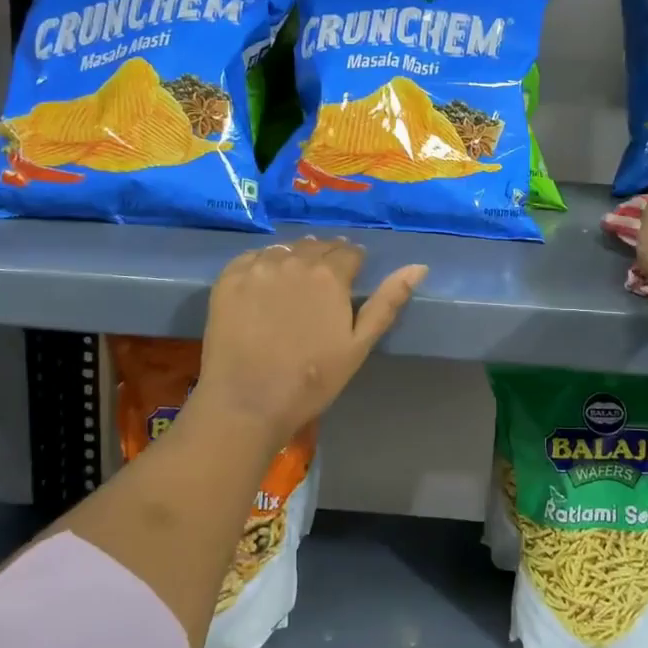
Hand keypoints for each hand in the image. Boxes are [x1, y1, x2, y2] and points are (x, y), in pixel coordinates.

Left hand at [195, 237, 426, 443]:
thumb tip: (419, 266)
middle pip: (316, 246)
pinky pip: (252, 258)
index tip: (351, 278)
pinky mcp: (228, 279)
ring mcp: (258, 267)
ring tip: (294, 283)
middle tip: (323, 284)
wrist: (248, 402)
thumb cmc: (312, 379)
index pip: (349, 251)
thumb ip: (387, 302)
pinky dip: (262, 264)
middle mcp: (294, 261)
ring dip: (294, 259)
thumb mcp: (359, 345)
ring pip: (284, 249)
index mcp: (329, 275)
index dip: (353, 263)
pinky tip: (263, 286)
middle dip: (325, 258)